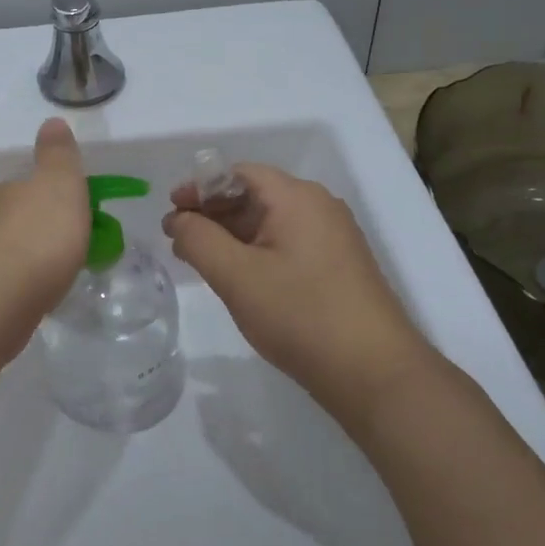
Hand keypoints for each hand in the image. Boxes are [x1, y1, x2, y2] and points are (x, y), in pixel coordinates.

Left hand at [0, 119, 89, 355]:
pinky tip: (25, 300)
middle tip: (66, 253)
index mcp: (7, 191)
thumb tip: (52, 121)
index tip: (76, 220)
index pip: (30, 187)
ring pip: (3, 250)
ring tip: (48, 280)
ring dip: (22, 259)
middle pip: (15, 218)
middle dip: (37, 230)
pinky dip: (10, 285)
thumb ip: (58, 156)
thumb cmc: (39, 241)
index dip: (54, 200)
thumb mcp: (61, 187)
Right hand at [164, 165, 432, 427]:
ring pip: (269, 223)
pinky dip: (254, 252)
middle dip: (212, 213)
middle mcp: (319, 208)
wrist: (373, 372)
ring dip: (231, 235)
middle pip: (254, 195)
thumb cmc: (300, 314)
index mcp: (297, 198)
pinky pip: (286, 245)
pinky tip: (236, 277)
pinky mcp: (337, 268)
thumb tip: (179, 219)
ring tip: (198, 259)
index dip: (200, 187)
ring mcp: (332, 239)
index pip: (239, 173)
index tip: (171, 211)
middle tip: (177, 239)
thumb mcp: (237, 275)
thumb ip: (199, 240)